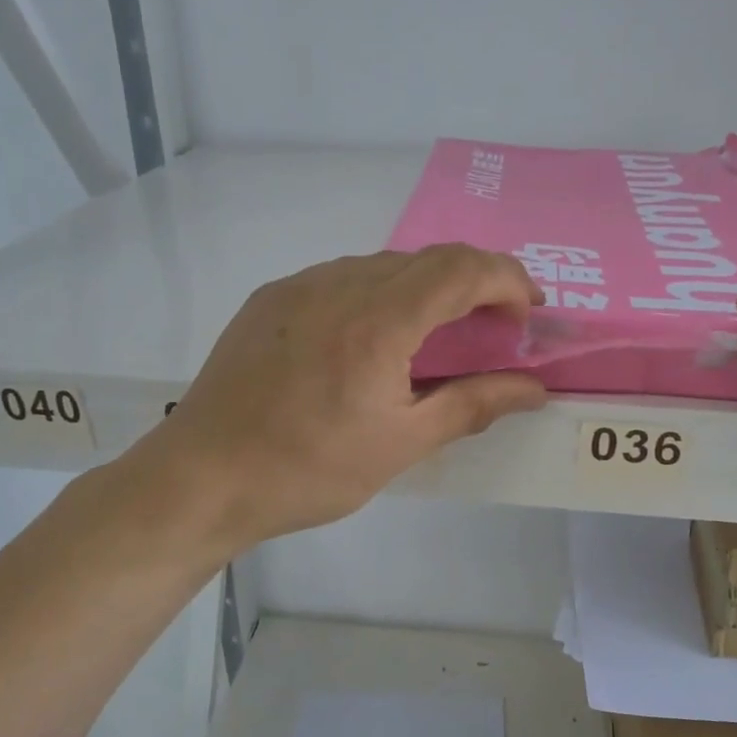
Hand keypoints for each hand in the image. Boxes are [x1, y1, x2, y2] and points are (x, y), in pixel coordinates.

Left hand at [138, 246, 547, 547]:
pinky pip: (343, 278)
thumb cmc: (308, 469)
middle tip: (494, 328)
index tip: (529, 312)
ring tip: (438, 335)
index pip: (462, 268)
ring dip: (427, 287)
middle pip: (428, 258)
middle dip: (475, 282)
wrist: (201, 477)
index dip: (507, 279)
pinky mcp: (272, 298)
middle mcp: (340, 283)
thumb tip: (534, 389)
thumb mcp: (401, 444)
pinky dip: (381, 293)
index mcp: (379, 319)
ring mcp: (300, 285)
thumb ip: (472, 405)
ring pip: (384, 264)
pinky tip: (375, 339)